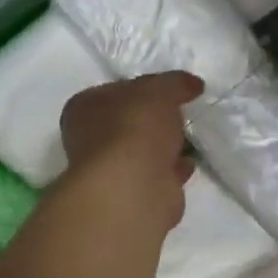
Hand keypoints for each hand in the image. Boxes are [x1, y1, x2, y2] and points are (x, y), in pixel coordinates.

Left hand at [59, 72, 202, 228]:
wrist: (134, 185)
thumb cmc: (135, 127)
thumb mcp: (158, 90)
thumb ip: (175, 83)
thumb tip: (193, 85)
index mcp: (84, 108)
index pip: (114, 91)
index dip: (142, 88)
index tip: (169, 90)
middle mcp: (90, 140)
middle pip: (128, 123)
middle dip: (154, 120)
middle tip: (181, 113)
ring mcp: (111, 171)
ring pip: (143, 151)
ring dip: (165, 146)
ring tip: (191, 137)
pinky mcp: (133, 194)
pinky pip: (157, 175)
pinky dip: (172, 169)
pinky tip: (189, 163)